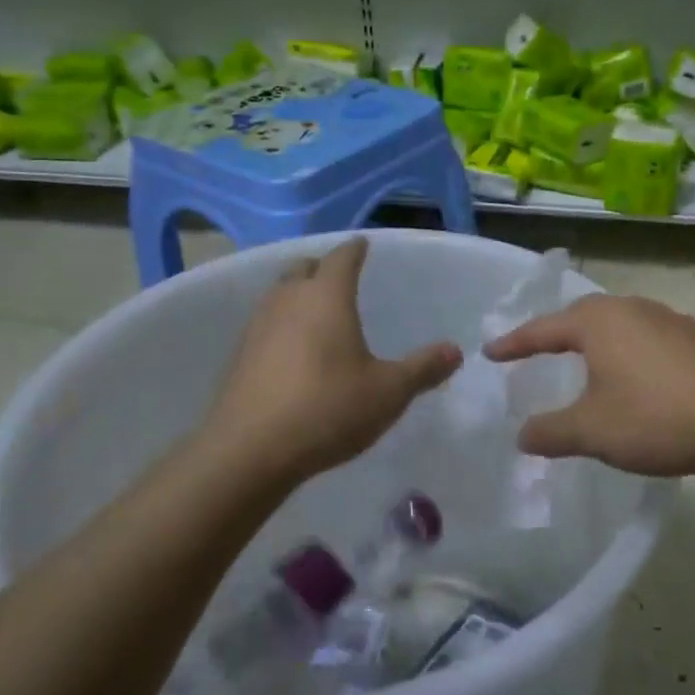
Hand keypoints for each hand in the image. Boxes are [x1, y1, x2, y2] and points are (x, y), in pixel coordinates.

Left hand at [203, 240, 461, 484]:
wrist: (250, 451)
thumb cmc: (328, 409)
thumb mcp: (389, 392)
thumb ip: (422, 369)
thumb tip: (455, 351)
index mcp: (327, 297)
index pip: (342, 258)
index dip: (355, 249)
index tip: (363, 244)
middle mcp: (288, 301)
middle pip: (303, 268)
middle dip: (322, 267)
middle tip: (340, 277)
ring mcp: (258, 327)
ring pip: (279, 294)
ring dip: (298, 294)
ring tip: (318, 311)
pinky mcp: (239, 356)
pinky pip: (265, 324)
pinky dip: (282, 324)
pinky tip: (294, 350)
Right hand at [484, 294, 694, 477]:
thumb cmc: (653, 418)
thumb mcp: (591, 431)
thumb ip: (550, 433)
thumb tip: (522, 436)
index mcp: (598, 322)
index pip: (544, 329)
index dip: (515, 343)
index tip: (490, 353)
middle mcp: (631, 309)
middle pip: (581, 315)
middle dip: (556, 332)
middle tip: (535, 349)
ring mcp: (667, 320)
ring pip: (618, 322)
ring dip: (594, 339)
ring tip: (582, 357)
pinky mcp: (694, 339)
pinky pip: (645, 337)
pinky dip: (626, 350)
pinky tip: (633, 372)